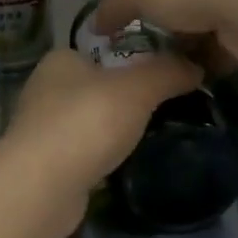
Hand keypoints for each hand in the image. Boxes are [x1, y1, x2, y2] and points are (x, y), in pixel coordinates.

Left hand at [0, 48, 200, 224]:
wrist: (43, 186)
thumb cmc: (87, 122)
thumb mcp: (137, 88)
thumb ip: (167, 72)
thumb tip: (196, 66)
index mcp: (60, 60)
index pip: (102, 51)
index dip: (134, 62)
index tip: (166, 78)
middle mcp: (45, 88)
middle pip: (97, 88)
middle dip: (127, 100)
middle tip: (167, 112)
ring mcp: (41, 128)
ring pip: (90, 123)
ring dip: (113, 132)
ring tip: (151, 140)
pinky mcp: (45, 164)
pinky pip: (83, 153)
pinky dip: (102, 158)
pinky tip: (124, 166)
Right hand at [92, 0, 237, 69]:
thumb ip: (111, 7)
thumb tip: (97, 27)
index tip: (134, 5)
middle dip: (167, 10)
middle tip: (149, 37)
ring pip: (205, 10)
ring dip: (190, 35)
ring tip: (171, 60)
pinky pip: (229, 35)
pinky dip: (214, 52)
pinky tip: (198, 69)